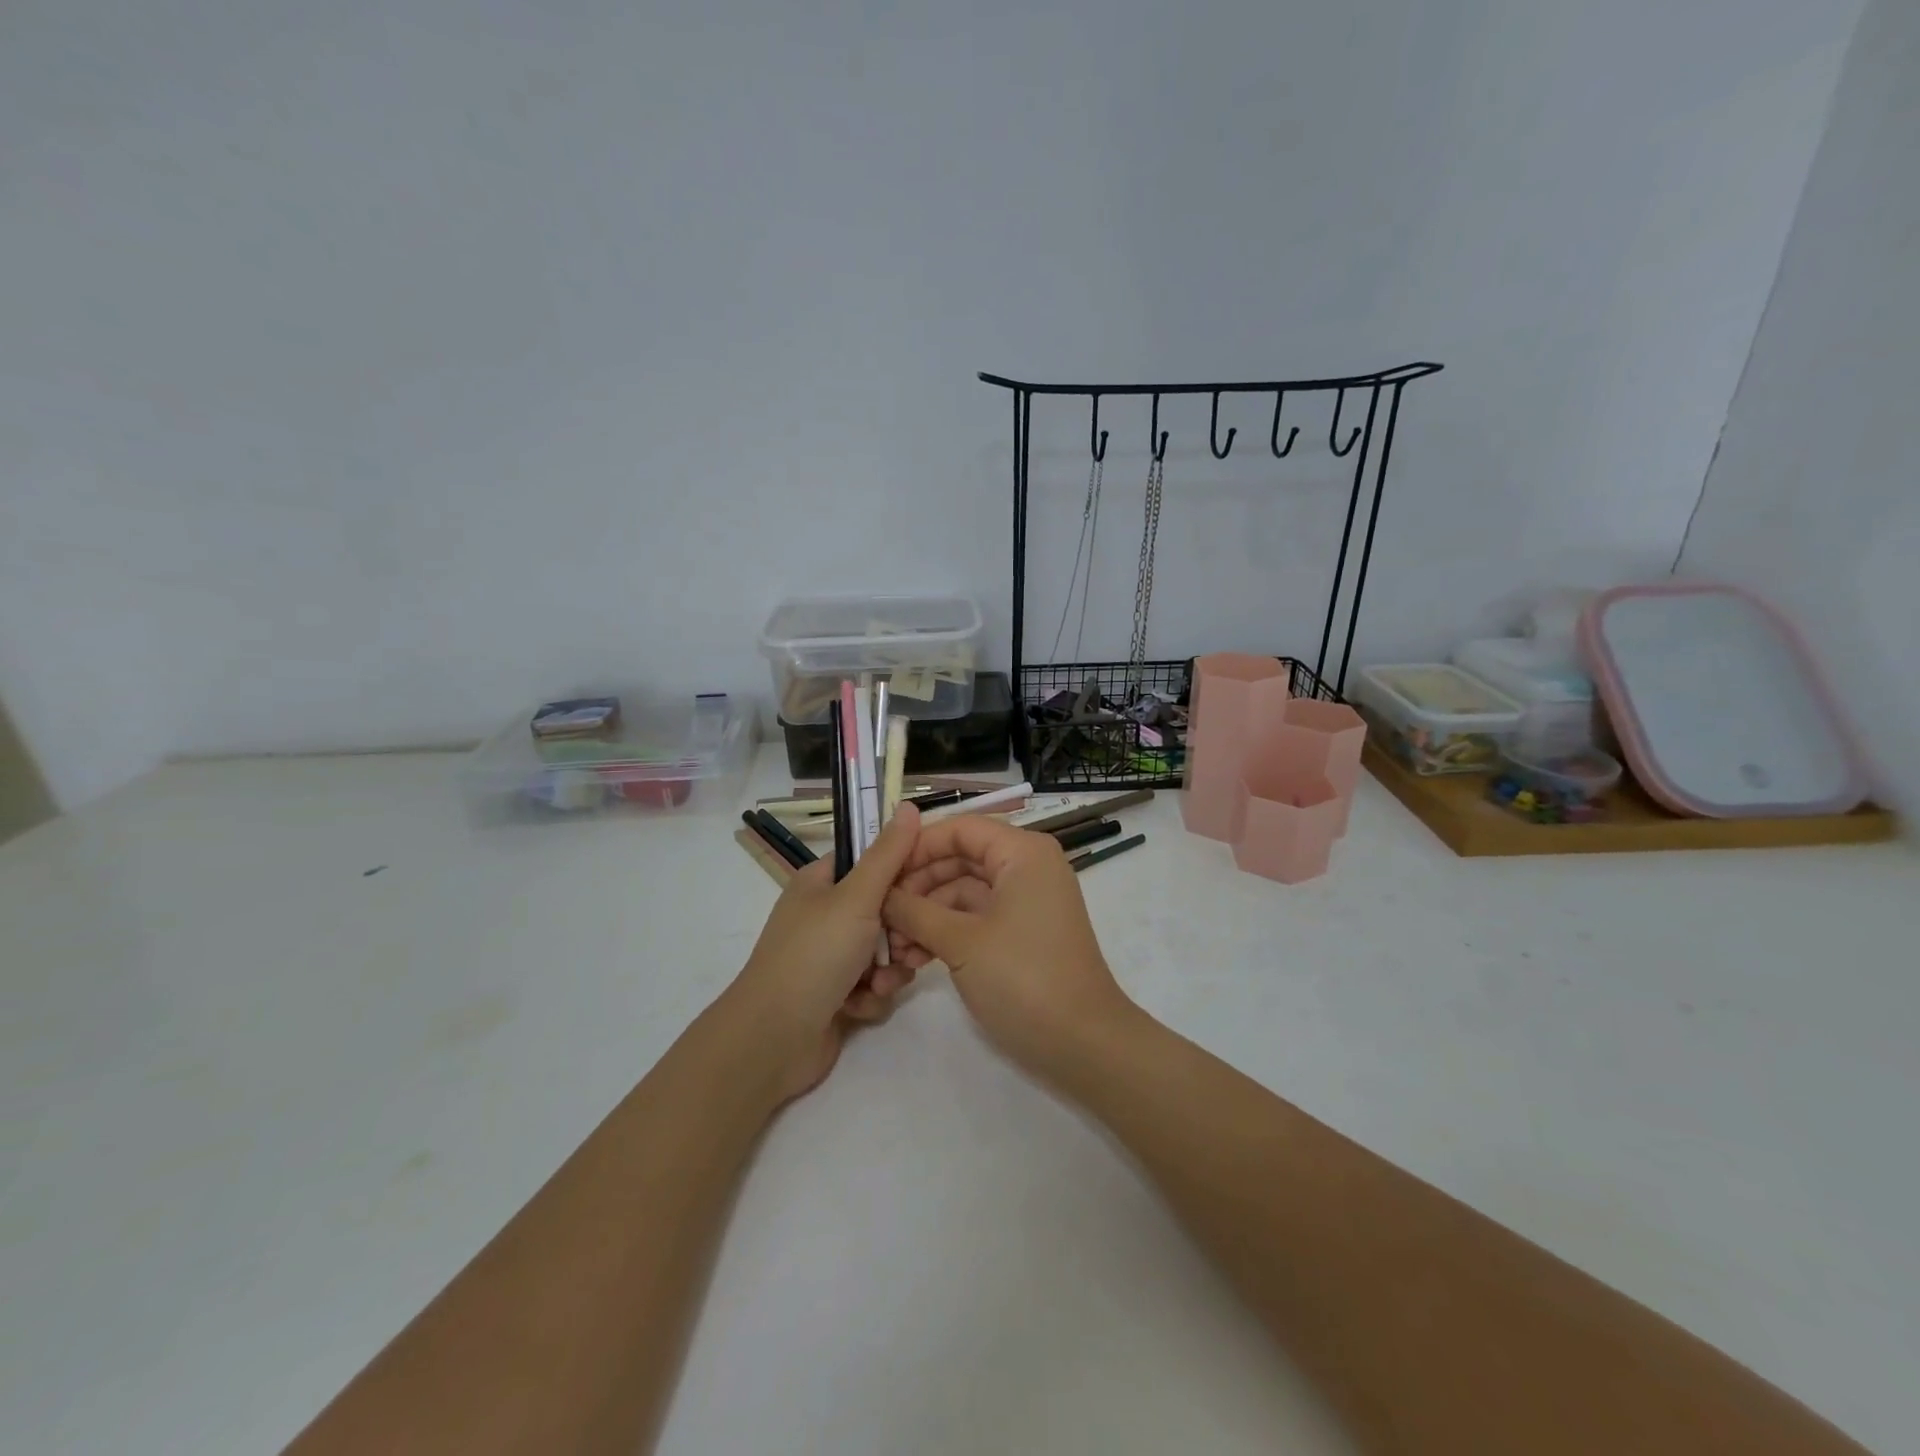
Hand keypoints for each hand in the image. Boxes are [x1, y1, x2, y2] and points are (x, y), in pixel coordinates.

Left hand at [722, 804, 922, 1103]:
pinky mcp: (836, 994)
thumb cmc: (815, 956)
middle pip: (884, 909)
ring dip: (889, 968)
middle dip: (901, 932)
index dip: (902, 869)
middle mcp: (824, 915)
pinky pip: (873, 984)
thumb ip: (888, 854)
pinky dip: (872, 995)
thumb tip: (910, 805)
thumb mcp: (857, 898)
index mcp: (821, 882)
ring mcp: (829, 957)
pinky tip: (860, 1006)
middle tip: (910, 946)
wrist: (774, 1039)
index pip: (871, 860)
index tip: (931, 882)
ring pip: (884, 951)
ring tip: (881, 983)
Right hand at [881, 815, 1135, 1084]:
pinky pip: (977, 917)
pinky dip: (947, 932)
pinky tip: (916, 958)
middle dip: (918, 886)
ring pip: (964, 891)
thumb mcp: (961, 942)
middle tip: (881, 917)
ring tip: (895, 948)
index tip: (881, 874)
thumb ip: (915, 911)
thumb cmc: (1023, 979)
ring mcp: (1026, 901)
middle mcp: (1027, 867)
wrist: (1083, 1044)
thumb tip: (880, 895)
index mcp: (1022, 853)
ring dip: (927, 914)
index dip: (918, 847)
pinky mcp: (1023, 932)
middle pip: (960, 858)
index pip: (960, 829)